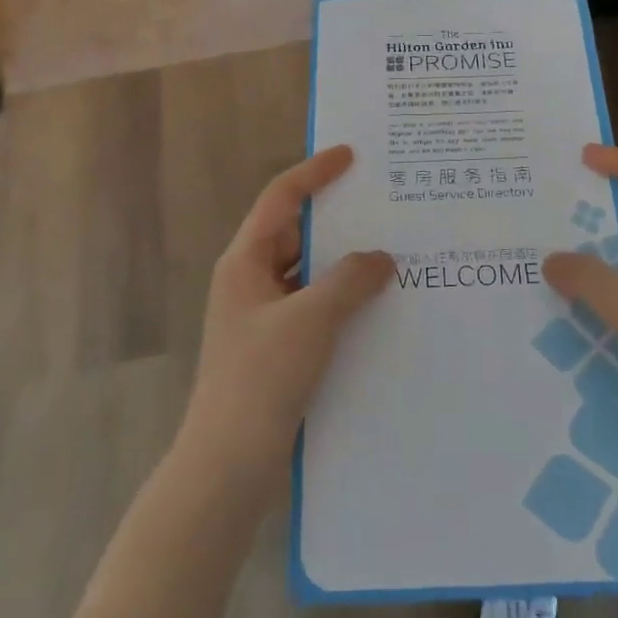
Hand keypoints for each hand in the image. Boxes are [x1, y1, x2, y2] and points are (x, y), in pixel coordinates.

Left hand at [179, 146, 392, 488]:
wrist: (228, 462)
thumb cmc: (262, 378)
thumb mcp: (311, 320)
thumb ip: (349, 280)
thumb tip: (380, 258)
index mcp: (245, 262)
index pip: (280, 198)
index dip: (314, 172)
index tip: (350, 155)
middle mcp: (250, 281)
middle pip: (294, 232)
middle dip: (335, 218)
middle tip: (382, 206)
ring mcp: (261, 316)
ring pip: (306, 272)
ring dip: (341, 263)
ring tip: (389, 253)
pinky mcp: (275, 347)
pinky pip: (312, 306)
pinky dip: (340, 299)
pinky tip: (374, 307)